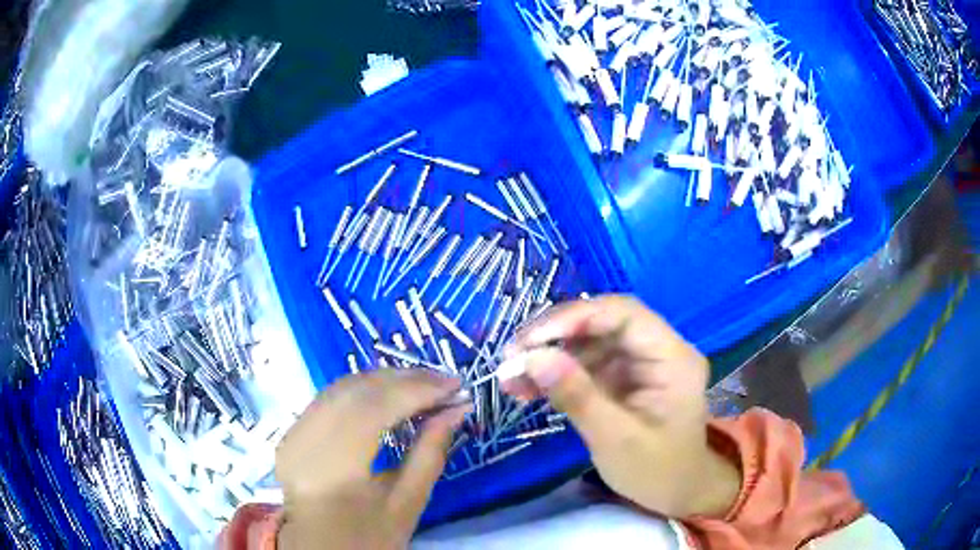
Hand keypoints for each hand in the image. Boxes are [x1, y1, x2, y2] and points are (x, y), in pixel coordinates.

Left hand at [275, 369, 468, 549]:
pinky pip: (331, 397)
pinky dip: (364, 390)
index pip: (375, 408)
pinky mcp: (291, 431)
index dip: (417, 390)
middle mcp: (305, 440)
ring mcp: (293, 433)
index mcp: (334, 467)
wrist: (320, 549)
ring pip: (342, 386)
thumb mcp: (408, 503)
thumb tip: (457, 410)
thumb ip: (430, 453)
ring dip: (385, 380)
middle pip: (357, 390)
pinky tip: (389, 394)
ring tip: (424, 386)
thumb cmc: (368, 537)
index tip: (456, 385)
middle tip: (445, 382)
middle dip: (405, 379)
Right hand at [504, 295, 739, 518]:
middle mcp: (657, 349)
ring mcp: (639, 363)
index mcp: (672, 357)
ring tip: (510, 378)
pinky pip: (586, 365)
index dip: (575, 317)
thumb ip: (577, 396)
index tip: (530, 339)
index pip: (623, 314)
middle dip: (555, 336)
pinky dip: (556, 375)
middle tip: (511, 356)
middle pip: (603, 323)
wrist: (676, 493)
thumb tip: (532, 357)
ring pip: (589, 343)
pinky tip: (526, 389)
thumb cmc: (657, 470)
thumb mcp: (616, 439)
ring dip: (548, 356)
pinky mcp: (623, 379)